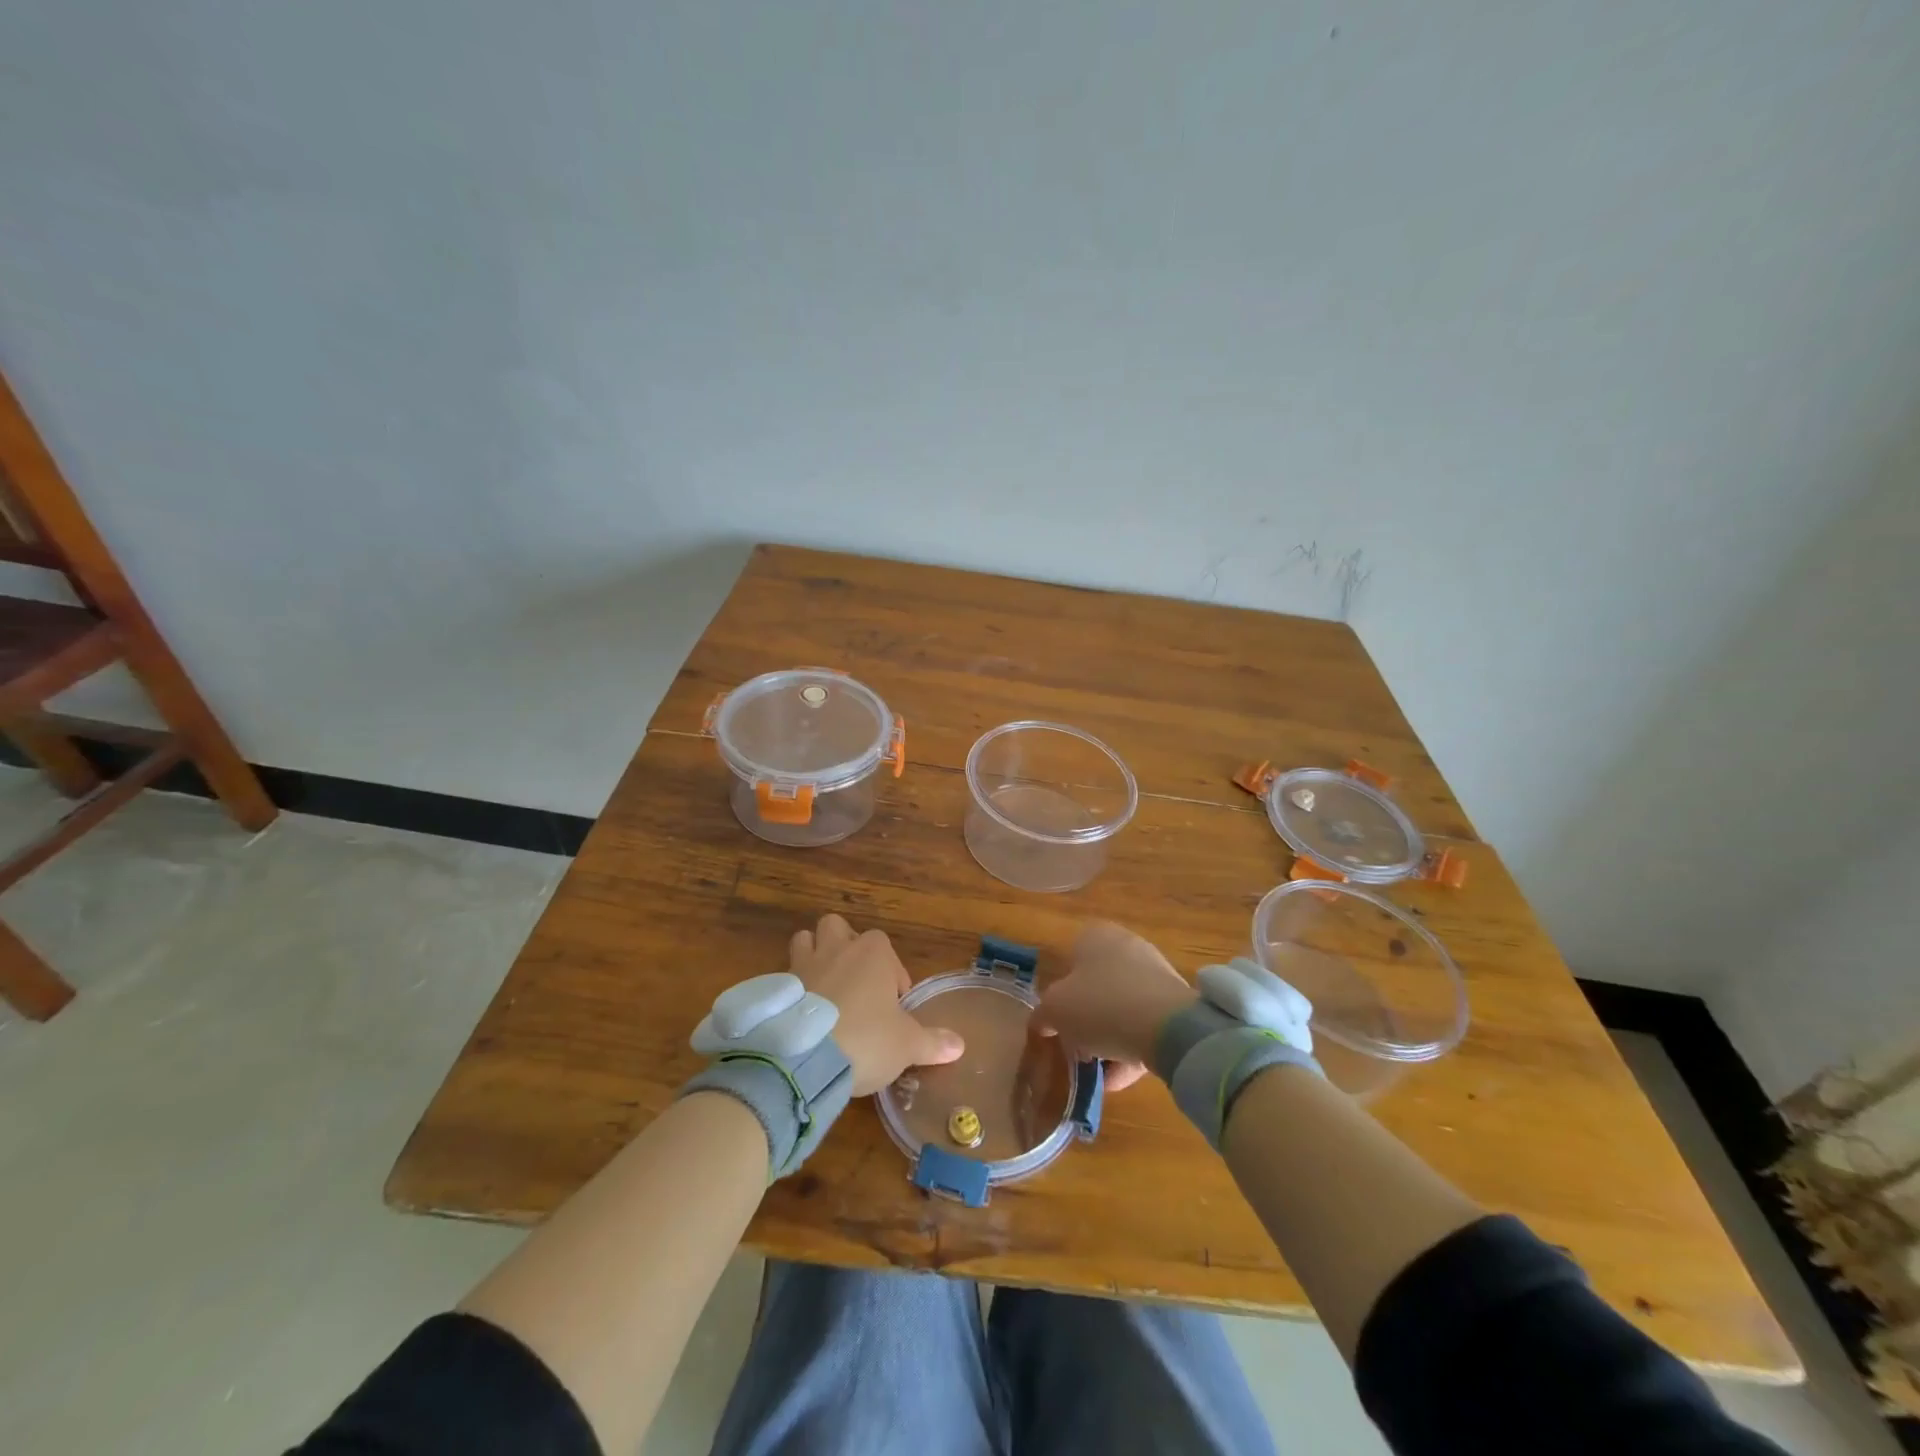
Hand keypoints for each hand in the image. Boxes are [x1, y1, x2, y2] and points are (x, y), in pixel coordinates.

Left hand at [789, 914, 964, 1094]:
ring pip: (805, 940)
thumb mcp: (908, 1045)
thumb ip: (933, 1042)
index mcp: (873, 952)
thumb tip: (960, 1045)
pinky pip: (785, 976)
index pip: (886, 948)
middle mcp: (837, 947)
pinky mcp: (778, 986)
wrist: (805, 1058)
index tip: (893, 1007)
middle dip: (845, 947)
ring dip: (814, 956)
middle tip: (855, 985)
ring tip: (824, 990)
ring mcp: (803, 963)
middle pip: (838, 928)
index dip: (891, 975)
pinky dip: (792, 989)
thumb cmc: (867, 1038)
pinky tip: (799, 1015)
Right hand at [1033, 922, 1196, 1091]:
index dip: (1060, 991)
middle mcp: (1127, 946)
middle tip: (1076, 1048)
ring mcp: (1155, 974)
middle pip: (1097, 985)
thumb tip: (1042, 1022)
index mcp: (1095, 935)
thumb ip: (1043, 1014)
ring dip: (1109, 1040)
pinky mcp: (1177, 1004)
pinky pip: (1145, 1027)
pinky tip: (1120, 1079)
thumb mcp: (1055, 1009)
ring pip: (1122, 1009)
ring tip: (1098, 1073)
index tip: (1057, 1021)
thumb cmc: (1101, 1005)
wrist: (1169, 1027)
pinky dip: (1132, 1050)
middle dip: (1086, 1019)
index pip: (1070, 958)